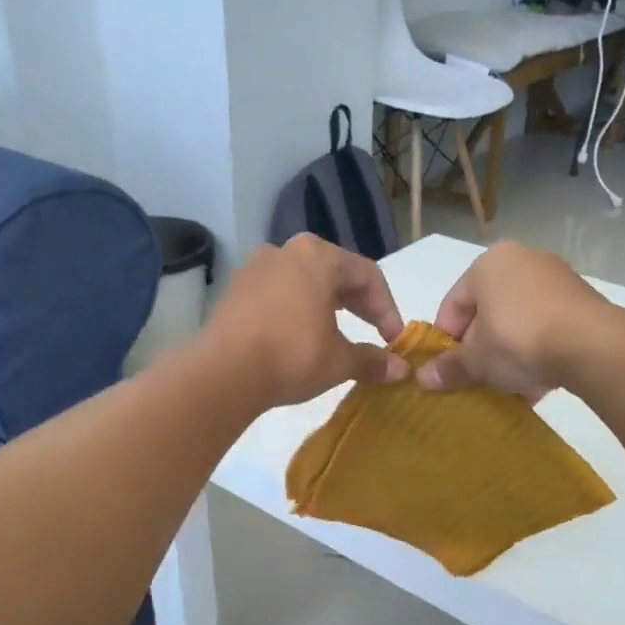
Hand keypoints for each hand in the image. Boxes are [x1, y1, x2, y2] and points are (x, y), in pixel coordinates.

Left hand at [201, 235, 408, 406]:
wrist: (223, 374)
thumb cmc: (292, 356)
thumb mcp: (340, 361)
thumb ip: (372, 360)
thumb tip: (400, 370)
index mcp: (318, 256)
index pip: (367, 275)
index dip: (387, 308)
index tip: (394, 339)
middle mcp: (285, 251)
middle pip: (334, 273)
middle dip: (359, 305)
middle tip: (374, 334)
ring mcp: (254, 268)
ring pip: (303, 283)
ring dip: (326, 307)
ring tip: (338, 335)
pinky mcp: (234, 291)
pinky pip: (277, 295)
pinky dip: (296, 312)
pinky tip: (300, 338)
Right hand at [414, 241, 608, 397]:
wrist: (592, 345)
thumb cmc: (518, 340)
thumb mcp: (476, 360)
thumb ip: (449, 368)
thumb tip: (424, 379)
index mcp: (488, 264)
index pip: (453, 304)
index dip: (445, 340)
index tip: (447, 369)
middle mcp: (522, 260)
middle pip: (487, 311)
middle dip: (480, 347)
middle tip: (477, 378)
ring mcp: (556, 277)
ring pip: (518, 320)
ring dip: (509, 352)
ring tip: (508, 384)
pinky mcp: (582, 299)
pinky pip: (547, 326)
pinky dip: (537, 350)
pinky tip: (536, 381)